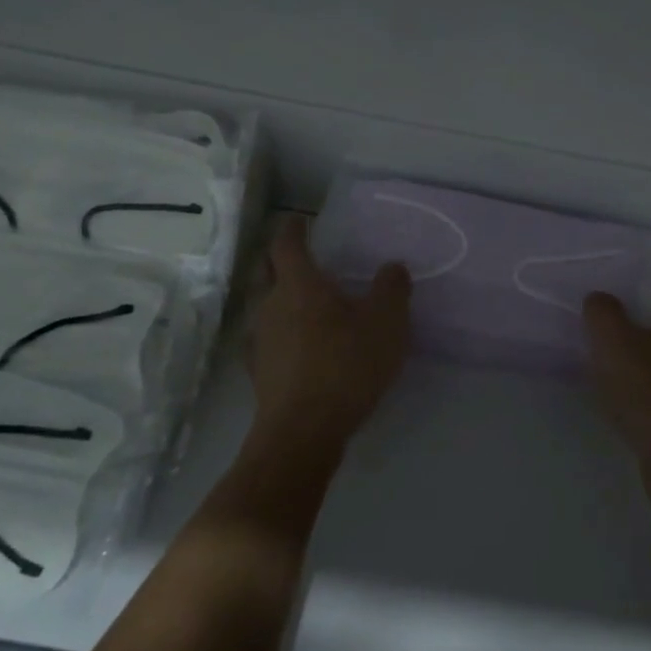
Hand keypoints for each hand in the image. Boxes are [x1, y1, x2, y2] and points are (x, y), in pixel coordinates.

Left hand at [246, 216, 411, 464]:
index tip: (300, 220)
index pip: (286, 244)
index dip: (293, 228)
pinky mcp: (258, 371)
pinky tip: (294, 344)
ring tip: (302, 302)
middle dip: (278, 258)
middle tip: (299, 256)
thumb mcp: (386, 323)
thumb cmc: (346, 365)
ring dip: (278, 297)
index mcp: (299, 285)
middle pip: (265, 270)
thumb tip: (392, 267)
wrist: (303, 431)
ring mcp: (259, 340)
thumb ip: (392, 288)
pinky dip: (278, 332)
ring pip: (263, 305)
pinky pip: (265, 338)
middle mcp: (270, 305)